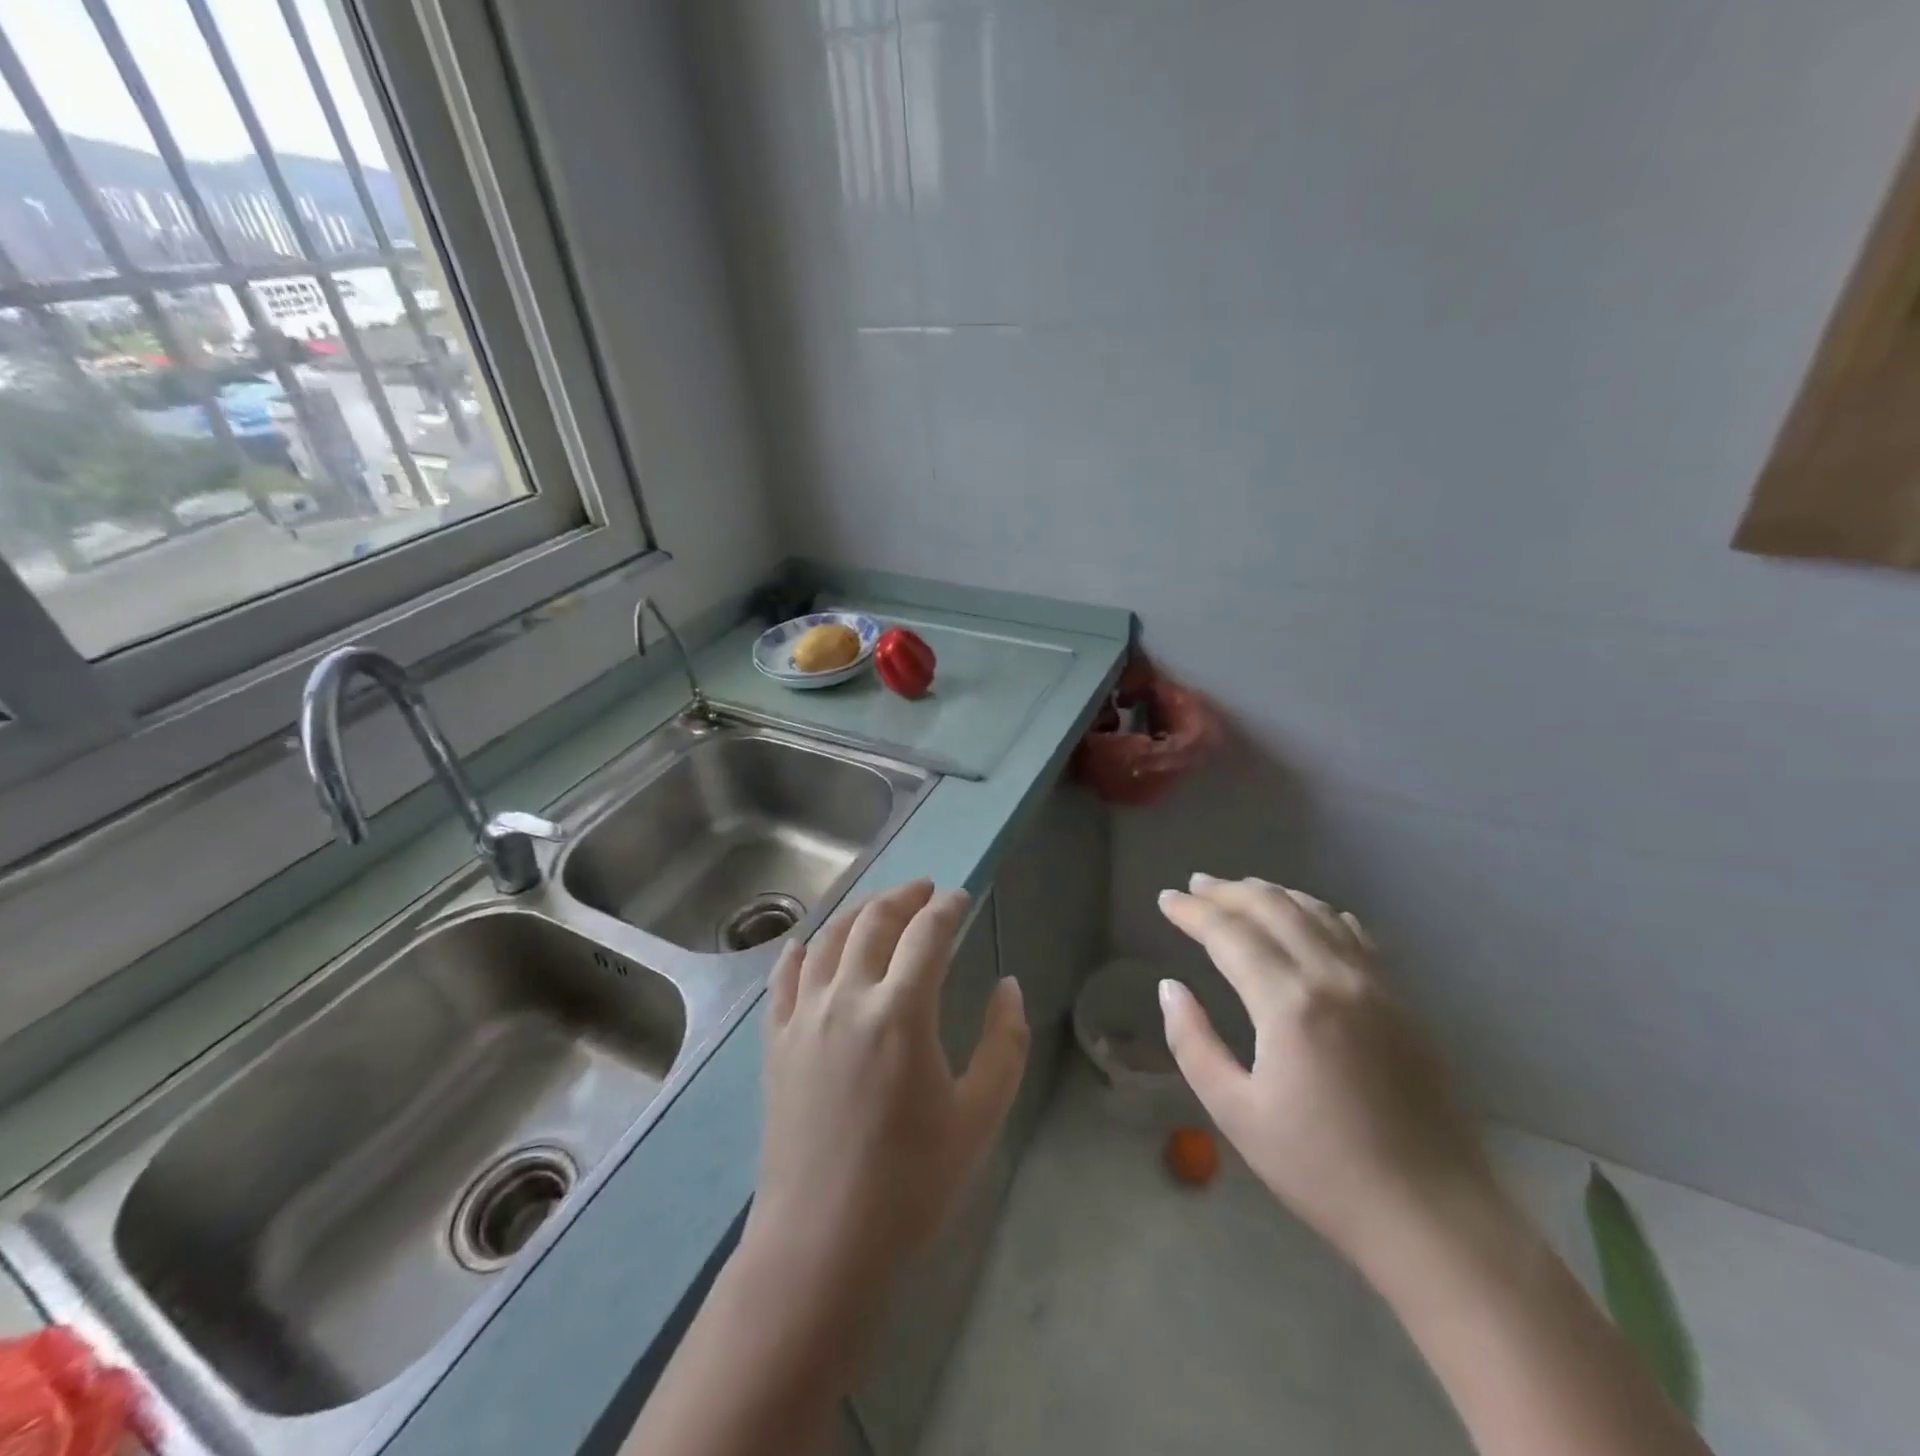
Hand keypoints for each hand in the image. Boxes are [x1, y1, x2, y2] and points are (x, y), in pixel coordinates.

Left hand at [741, 880, 1029, 1311]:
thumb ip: (1004, 1043)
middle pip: (874, 922)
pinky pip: (783, 979)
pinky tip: (807, 944)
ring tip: (878, 905)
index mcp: (902, 1012)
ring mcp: (804, 1017)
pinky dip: (799, 951)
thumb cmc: (910, 1182)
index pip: (927, 934)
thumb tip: (1008, 986)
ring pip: (827, 939)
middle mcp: (848, 998)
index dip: (947, 908)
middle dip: (903, 897)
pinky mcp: (776, 1042)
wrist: (821, 1243)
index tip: (961, 897)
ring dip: (857, 913)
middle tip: (924, 890)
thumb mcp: (979, 1116)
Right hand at [1157, 873, 1504, 1278]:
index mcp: (1289, 1003)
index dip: (1193, 912)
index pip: (1230, 934)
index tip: (1165, 900)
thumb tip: (1171, 988)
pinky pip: (1354, 935)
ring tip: (1240, 890)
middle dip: (1228, 892)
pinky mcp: (1402, 1002)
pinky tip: (1308, 916)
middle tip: (1195, 886)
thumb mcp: (1236, 1113)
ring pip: (1317, 913)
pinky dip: (1319, 913)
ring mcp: (1376, 986)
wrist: (1433, 1218)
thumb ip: (1193, 1043)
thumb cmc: (1321, 1171)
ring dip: (1272, 894)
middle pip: (1274, 908)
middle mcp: (1334, 978)